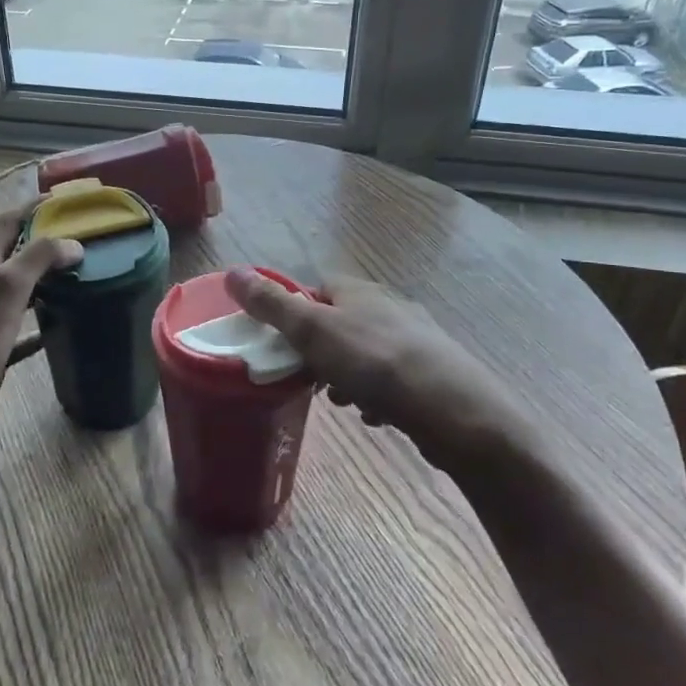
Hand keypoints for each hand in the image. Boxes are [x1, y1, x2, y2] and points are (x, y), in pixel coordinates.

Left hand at [0, 209, 81, 456]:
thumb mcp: (5, 287)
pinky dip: (46, 323)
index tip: (66, 200)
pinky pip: (25, 330)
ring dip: (49, 281)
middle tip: (86, 240)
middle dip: (47, 243)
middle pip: (16, 255)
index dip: (33, 207)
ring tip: (84, 277)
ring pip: (24, 292)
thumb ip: (38, 258)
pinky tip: (68, 325)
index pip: (7, 223)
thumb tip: (74, 244)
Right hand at [223, 268, 531, 466]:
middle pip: (340, 322)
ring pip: (364, 352)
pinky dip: (376, 393)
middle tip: (307, 378)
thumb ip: (272, 305)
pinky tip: (374, 414)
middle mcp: (388, 306)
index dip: (294, 312)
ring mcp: (414, 339)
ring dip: (346, 374)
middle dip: (320, 350)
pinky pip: (390, 377)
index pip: (316, 288)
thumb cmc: (374, 362)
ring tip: (341, 401)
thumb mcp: (312, 330)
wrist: (453, 409)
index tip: (281, 342)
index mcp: (358, 290)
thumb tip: (233, 271)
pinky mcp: (431, 372)